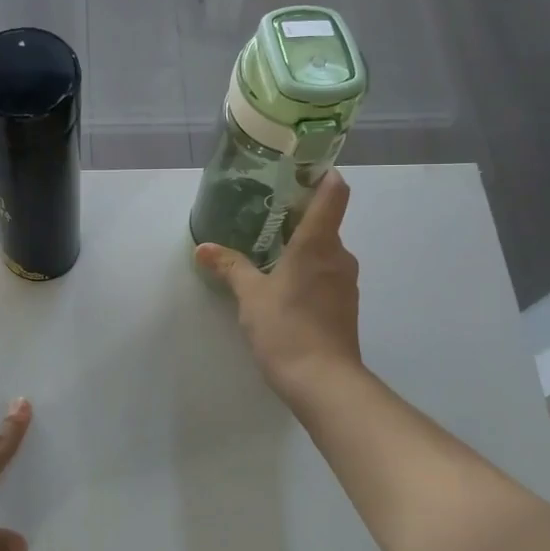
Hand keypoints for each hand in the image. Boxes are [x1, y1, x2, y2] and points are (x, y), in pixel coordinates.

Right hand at [195, 169, 362, 402]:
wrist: (324, 382)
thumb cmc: (286, 328)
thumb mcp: (250, 296)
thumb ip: (230, 267)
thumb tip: (203, 248)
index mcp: (318, 243)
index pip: (333, 193)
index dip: (323, 175)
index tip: (303, 169)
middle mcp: (339, 256)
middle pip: (326, 222)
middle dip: (299, 217)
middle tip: (266, 216)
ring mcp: (346, 282)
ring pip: (325, 251)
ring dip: (302, 248)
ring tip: (269, 253)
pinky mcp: (345, 305)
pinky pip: (326, 274)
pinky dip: (308, 271)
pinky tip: (283, 286)